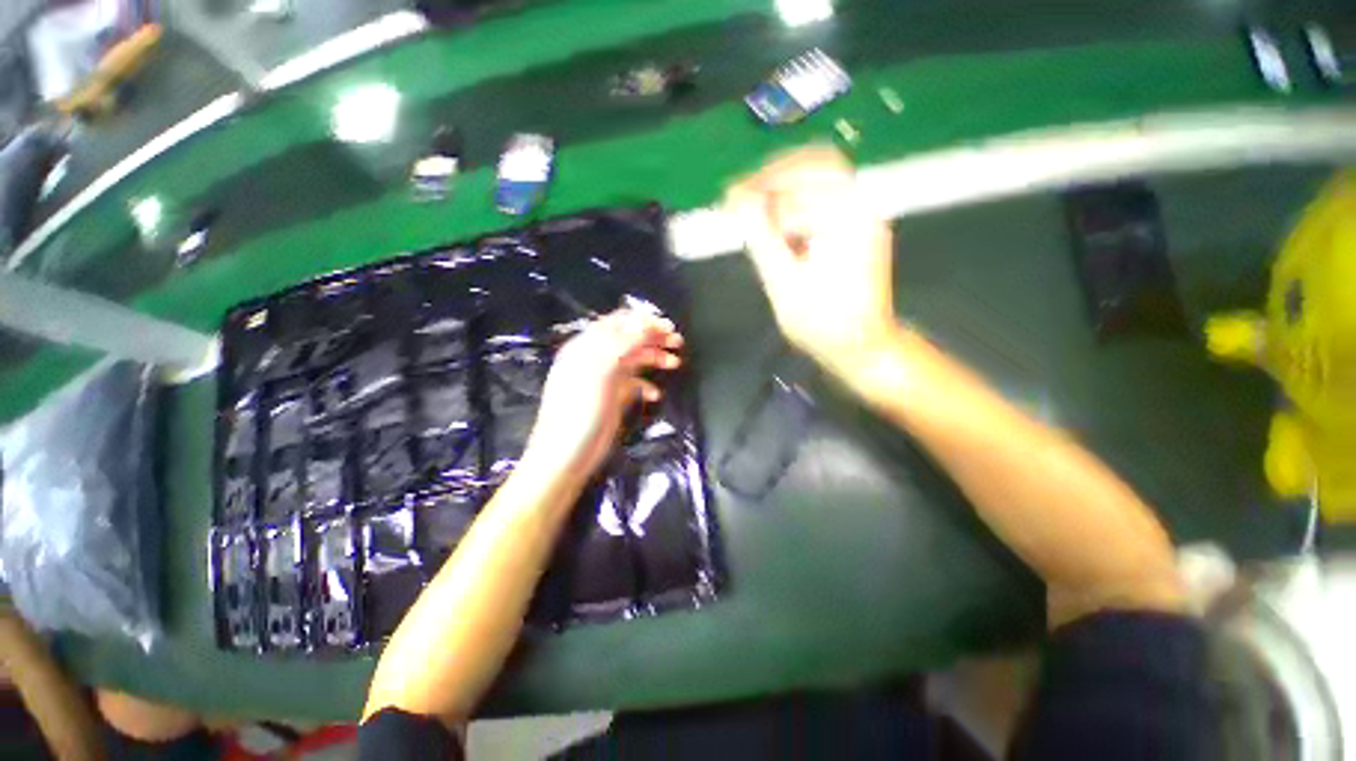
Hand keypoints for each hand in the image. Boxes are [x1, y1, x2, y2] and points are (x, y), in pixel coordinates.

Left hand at [522, 310, 683, 477]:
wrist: (567, 455)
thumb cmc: (580, 411)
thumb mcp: (600, 372)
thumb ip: (622, 344)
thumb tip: (645, 322)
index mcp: (587, 346)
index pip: (618, 323)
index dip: (644, 321)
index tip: (668, 327)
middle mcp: (595, 358)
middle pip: (629, 339)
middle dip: (653, 337)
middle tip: (677, 342)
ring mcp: (604, 379)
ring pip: (634, 359)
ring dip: (654, 358)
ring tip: (675, 363)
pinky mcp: (611, 397)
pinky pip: (633, 383)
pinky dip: (646, 384)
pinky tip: (655, 394)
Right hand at [725, 146, 897, 375]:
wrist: (862, 347)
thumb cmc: (822, 323)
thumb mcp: (783, 283)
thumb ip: (761, 238)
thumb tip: (738, 200)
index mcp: (845, 216)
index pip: (799, 175)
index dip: (760, 182)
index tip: (730, 196)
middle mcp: (860, 207)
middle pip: (816, 167)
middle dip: (774, 178)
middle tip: (743, 197)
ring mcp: (863, 219)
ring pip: (821, 184)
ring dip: (785, 194)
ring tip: (755, 215)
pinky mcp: (859, 233)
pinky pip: (825, 205)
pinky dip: (798, 210)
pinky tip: (778, 231)